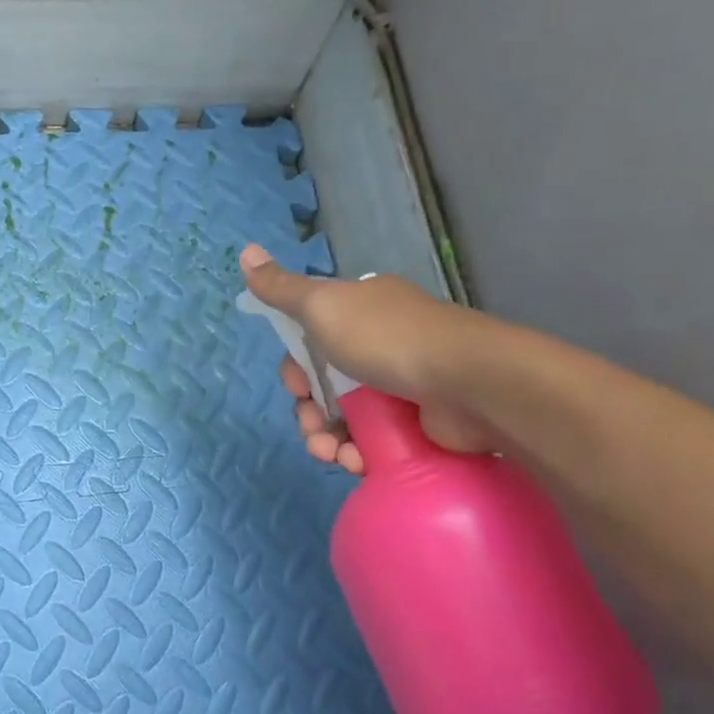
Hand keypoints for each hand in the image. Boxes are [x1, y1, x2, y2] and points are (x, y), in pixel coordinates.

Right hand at [240, 243, 498, 471]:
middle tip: (312, 427)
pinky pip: (373, 440)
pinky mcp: (418, 422)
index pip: (311, 341)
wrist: (468, 383)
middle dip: (308, 411)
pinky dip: (357, 453)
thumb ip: (281, 288)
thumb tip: (244, 251)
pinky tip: (355, 462)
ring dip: (327, 439)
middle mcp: (380, 343)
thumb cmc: (387, 339)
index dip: (295, 368)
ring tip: (333, 455)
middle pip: (325, 383)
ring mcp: (401, 383)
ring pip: (346, 417)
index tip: (296, 386)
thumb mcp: (323, 306)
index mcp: (359, 312)